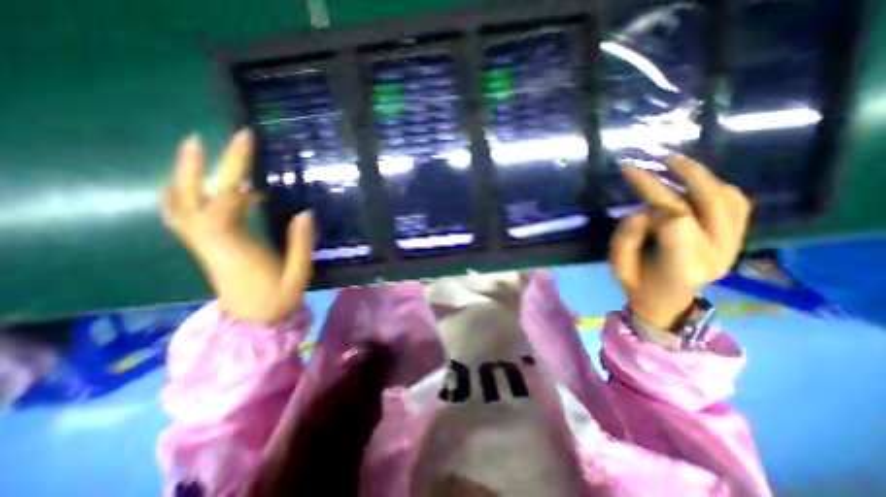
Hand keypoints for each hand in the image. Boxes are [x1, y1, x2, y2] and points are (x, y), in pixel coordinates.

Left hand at [162, 130, 313, 323]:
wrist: (252, 324)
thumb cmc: (277, 301)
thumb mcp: (298, 276)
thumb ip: (302, 245)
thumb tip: (305, 212)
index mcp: (237, 249)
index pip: (226, 205)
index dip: (234, 173)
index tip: (248, 146)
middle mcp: (212, 244)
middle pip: (194, 201)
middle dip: (198, 168)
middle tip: (203, 138)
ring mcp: (205, 246)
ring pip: (181, 207)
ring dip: (185, 177)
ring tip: (196, 151)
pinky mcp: (206, 248)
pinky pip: (183, 217)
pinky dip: (183, 196)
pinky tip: (191, 185)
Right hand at [613, 154, 749, 329]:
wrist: (668, 303)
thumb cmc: (638, 285)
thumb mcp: (619, 268)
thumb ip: (625, 241)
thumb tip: (639, 212)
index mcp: (682, 266)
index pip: (677, 222)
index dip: (654, 202)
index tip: (634, 194)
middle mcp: (716, 254)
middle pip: (708, 204)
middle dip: (682, 176)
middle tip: (659, 158)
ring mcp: (732, 246)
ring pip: (728, 200)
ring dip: (703, 176)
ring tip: (676, 163)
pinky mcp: (736, 239)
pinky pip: (737, 205)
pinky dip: (717, 187)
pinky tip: (695, 182)